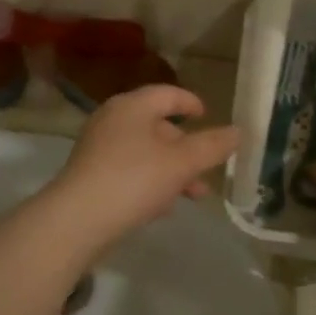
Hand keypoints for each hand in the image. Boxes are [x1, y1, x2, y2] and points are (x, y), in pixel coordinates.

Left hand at [46, 86, 239, 250]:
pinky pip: (128, 172)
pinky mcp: (90, 176)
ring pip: (145, 153)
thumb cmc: (134, 179)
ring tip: (193, 195)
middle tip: (207, 168)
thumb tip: (237, 132)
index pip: (167, 94)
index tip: (208, 117)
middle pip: (157, 126)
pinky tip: (162, 208)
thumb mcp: (181, 163)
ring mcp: (98, 149)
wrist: (77, 220)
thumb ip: (212, 146)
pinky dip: (149, 183)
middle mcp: (112, 121)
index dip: (191, 103)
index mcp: (131, 106)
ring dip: (172, 170)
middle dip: (186, 148)